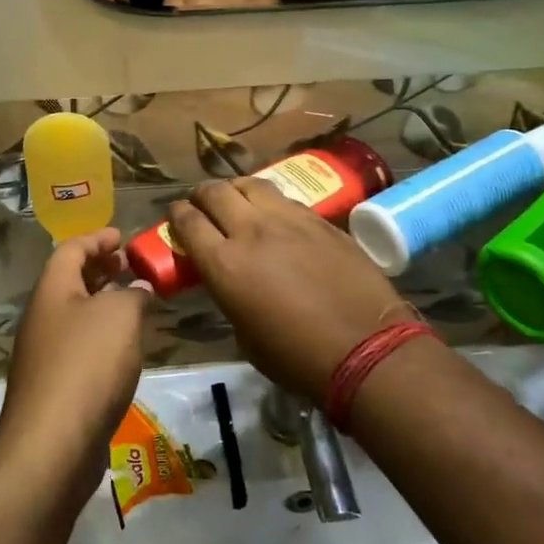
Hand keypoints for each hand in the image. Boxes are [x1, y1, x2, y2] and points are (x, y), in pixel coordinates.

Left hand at [0, 229, 152, 479]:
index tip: (122, 236)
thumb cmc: (87, 365)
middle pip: (71, 281)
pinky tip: (127, 348)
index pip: (71, 249)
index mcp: (52, 291)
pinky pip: (81, 347)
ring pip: (77, 316)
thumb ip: (135, 294)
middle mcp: (43, 318)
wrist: (53, 445)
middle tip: (131, 266)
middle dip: (101, 270)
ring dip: (105, 304)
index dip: (97, 238)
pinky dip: (104, 336)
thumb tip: (140, 289)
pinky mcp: (56, 387)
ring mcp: (46, 354)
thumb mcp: (120, 315)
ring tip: (138, 303)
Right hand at [167, 179, 404, 398]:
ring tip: (237, 200)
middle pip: (216, 192)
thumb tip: (230, 279)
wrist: (366, 349)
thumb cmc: (297, 358)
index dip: (177, 215)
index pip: (188, 222)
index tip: (177, 217)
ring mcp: (290, 220)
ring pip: (252, 185)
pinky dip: (271, 203)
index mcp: (225, 264)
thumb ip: (229, 294)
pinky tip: (276, 215)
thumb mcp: (245, 334)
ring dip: (236, 190)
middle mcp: (252, 231)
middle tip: (203, 206)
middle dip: (202, 196)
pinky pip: (286, 199)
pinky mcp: (321, 221)